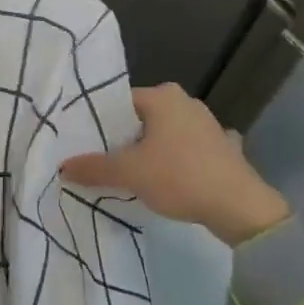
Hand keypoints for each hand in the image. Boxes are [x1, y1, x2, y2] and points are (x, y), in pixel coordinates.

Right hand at [59, 83, 289, 245]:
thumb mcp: (129, 173)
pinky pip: (188, 150)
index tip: (86, 144)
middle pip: (141, 119)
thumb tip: (62, 166)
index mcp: (162, 96)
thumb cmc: (180, 177)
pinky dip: (176, 161)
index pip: (119, 103)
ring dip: (151, 151)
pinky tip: (170, 180)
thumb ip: (94, 167)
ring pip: (165, 134)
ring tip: (132, 174)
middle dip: (125, 139)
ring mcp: (208, 123)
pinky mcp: (223, 147)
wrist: (241, 208)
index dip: (101, 124)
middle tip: (104, 161)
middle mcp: (185, 101)